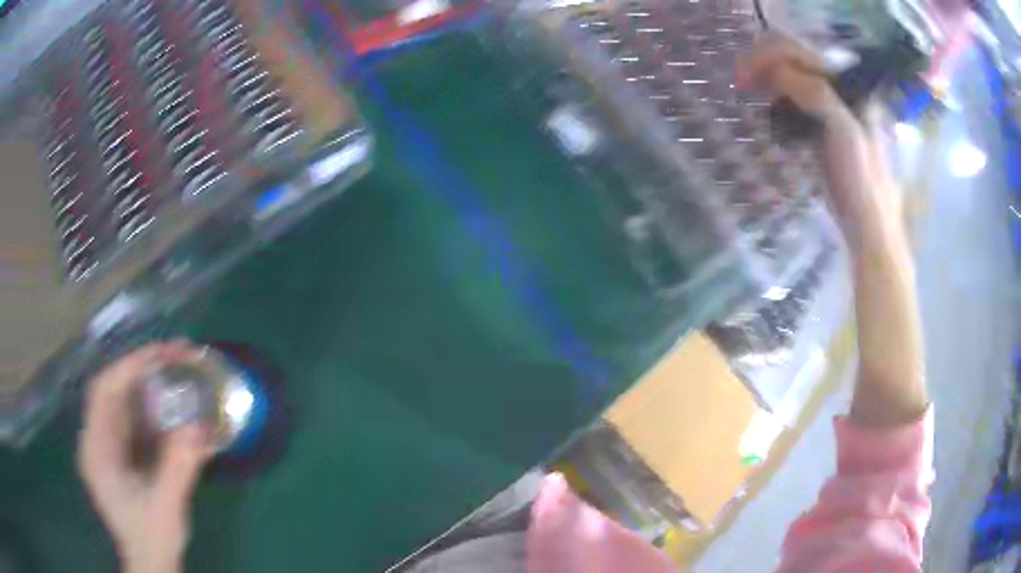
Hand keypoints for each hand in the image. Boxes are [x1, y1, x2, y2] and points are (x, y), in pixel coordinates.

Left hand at [78, 343, 211, 572]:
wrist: (151, 564)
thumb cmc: (153, 540)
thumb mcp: (166, 509)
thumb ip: (178, 469)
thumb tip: (198, 426)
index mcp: (96, 451)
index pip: (103, 393)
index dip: (128, 368)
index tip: (161, 355)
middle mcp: (97, 441)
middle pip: (113, 390)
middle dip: (142, 369)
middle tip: (175, 355)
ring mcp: (108, 447)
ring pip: (123, 401)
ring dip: (148, 383)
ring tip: (177, 370)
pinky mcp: (122, 454)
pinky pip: (133, 419)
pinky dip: (152, 406)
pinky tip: (171, 404)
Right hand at [736, 33, 898, 249]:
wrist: (867, 224)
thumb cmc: (862, 178)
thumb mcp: (845, 130)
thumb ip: (816, 93)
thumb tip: (774, 70)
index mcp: (848, 86)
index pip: (803, 54)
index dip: (773, 56)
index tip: (748, 72)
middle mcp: (837, 91)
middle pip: (795, 63)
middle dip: (766, 65)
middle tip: (742, 81)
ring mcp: (828, 110)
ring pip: (791, 81)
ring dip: (767, 81)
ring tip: (749, 91)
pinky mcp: (819, 130)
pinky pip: (792, 103)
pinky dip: (775, 101)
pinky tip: (766, 109)